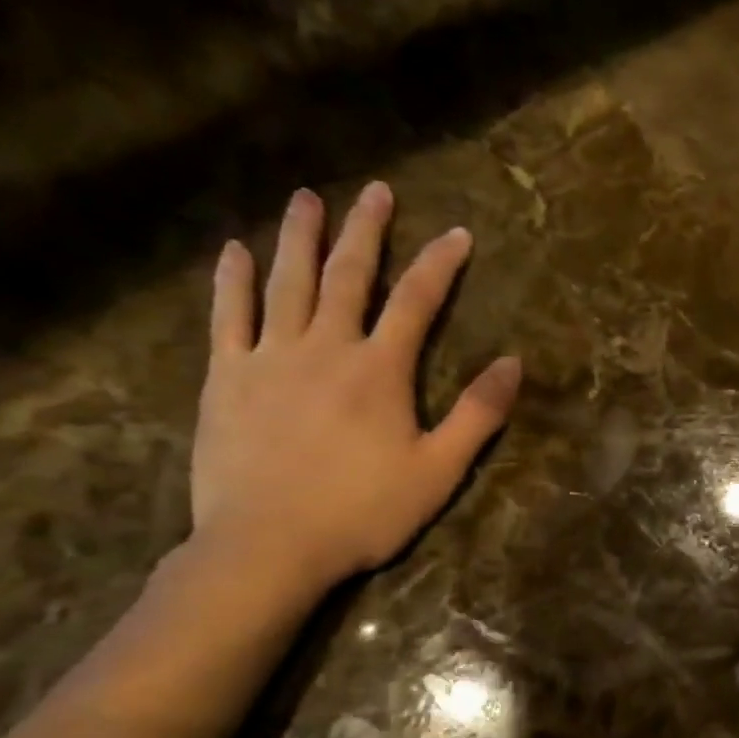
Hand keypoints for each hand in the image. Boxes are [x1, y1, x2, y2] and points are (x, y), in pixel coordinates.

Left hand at [189, 181, 520, 597]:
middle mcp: (326, 347)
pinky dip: (232, 280)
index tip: (458, 234)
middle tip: (376, 191)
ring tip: (306, 198)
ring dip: (299, 237)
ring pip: (287, 283)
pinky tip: (234, 250)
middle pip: (348, 275)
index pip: (416, 301)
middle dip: (366, 230)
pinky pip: (228, 316)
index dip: (440, 264)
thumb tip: (512, 363)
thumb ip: (477, 414)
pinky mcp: (226, 378)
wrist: (267, 546)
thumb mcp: (438, 470)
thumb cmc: (362, 512)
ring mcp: (269, 358)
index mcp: (380, 369)